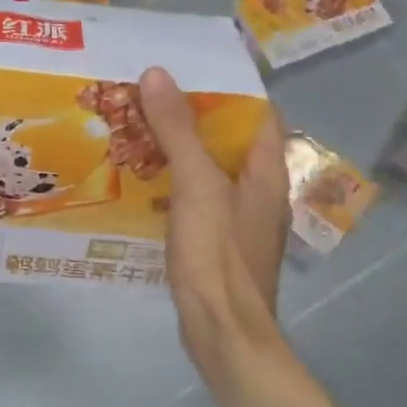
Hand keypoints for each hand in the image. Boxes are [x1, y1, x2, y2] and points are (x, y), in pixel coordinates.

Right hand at [138, 67, 289, 370]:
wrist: (223, 334)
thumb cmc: (217, 255)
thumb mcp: (196, 185)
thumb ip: (179, 130)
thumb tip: (158, 73)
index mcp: (267, 170)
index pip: (257, 112)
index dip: (226, 89)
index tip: (185, 73)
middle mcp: (261, 190)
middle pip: (231, 140)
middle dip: (193, 117)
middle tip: (149, 99)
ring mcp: (242, 219)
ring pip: (212, 169)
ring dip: (182, 149)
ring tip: (139, 131)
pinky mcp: (220, 242)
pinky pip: (200, 197)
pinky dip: (176, 183)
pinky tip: (145, 183)